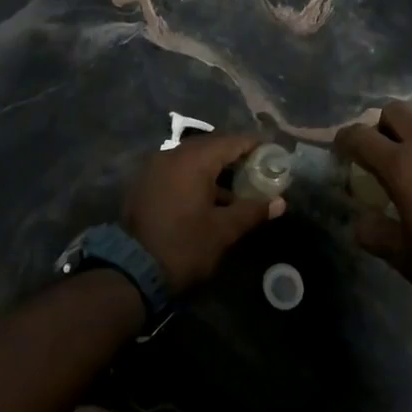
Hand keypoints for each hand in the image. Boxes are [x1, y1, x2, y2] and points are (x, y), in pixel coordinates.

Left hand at [123, 133, 285, 294]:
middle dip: (235, 156)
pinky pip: (177, 169)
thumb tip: (280, 202)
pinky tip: (210, 197)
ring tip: (238, 187)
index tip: (273, 154)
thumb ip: (252, 211)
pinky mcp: (146, 182)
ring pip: (193, 158)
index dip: (255, 146)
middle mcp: (173, 154)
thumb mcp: (223, 230)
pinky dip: (196, 176)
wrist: (131, 270)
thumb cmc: (184, 246)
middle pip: (211, 146)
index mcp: (194, 159)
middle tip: (258, 170)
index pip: (232, 142)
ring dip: (215, 169)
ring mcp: (156, 166)